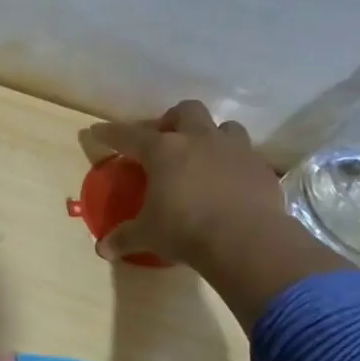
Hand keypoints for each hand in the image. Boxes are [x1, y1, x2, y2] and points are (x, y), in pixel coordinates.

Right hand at [85, 100, 284, 266]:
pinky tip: (229, 183)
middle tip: (165, 140)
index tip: (98, 131)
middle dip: (173, 120)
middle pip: (186, 111)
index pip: (129, 135)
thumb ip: (124, 238)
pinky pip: (246, 156)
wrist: (247, 240)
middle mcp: (199, 140)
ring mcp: (235, 150)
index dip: (110, 133)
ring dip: (211, 136)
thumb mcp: (148, 235)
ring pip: (224, 127)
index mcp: (163, 151)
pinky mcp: (261, 168)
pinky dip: (234, 164)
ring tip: (203, 157)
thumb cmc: (185, 230)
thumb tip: (103, 249)